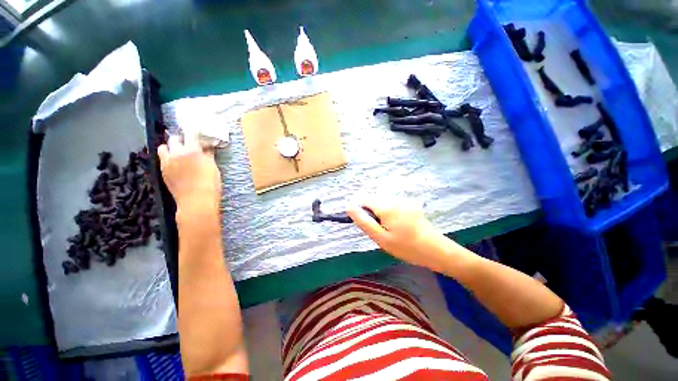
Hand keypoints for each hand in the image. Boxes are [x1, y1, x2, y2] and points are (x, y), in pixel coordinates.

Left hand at [157, 132, 220, 215]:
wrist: (196, 201)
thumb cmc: (210, 184)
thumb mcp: (214, 168)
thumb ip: (209, 156)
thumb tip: (207, 148)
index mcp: (192, 151)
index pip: (191, 134)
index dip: (194, 131)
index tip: (197, 131)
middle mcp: (177, 153)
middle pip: (174, 138)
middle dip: (181, 139)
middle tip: (189, 144)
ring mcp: (167, 162)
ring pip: (164, 148)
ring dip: (170, 147)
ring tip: (179, 153)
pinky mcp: (163, 171)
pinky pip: (162, 159)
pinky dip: (168, 158)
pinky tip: (176, 164)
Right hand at [347, 197, 462, 271]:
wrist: (436, 251)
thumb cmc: (406, 247)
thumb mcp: (381, 238)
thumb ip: (363, 221)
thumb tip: (349, 207)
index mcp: (386, 206)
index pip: (364, 200)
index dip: (360, 211)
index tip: (366, 225)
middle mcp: (395, 199)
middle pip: (374, 201)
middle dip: (371, 214)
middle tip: (380, 231)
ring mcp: (404, 201)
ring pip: (383, 204)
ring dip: (381, 214)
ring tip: (390, 231)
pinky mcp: (411, 205)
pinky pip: (393, 206)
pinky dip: (390, 214)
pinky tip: (399, 227)